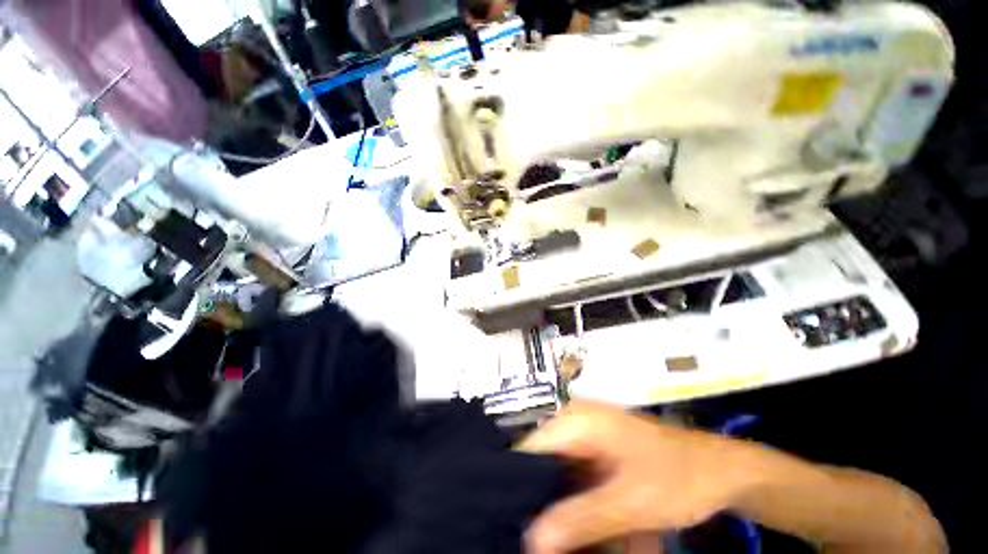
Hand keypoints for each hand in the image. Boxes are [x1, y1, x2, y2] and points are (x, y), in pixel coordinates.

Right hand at [517, 401, 752, 553]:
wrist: (722, 471)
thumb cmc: (677, 477)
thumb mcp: (630, 502)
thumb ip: (581, 519)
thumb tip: (532, 542)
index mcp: (575, 422)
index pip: (528, 451)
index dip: (516, 488)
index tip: (513, 528)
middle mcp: (574, 426)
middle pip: (543, 470)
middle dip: (545, 511)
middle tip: (546, 550)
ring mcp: (587, 442)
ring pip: (562, 484)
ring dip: (571, 521)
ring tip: (583, 549)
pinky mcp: (599, 458)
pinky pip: (580, 489)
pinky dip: (588, 518)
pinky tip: (604, 542)